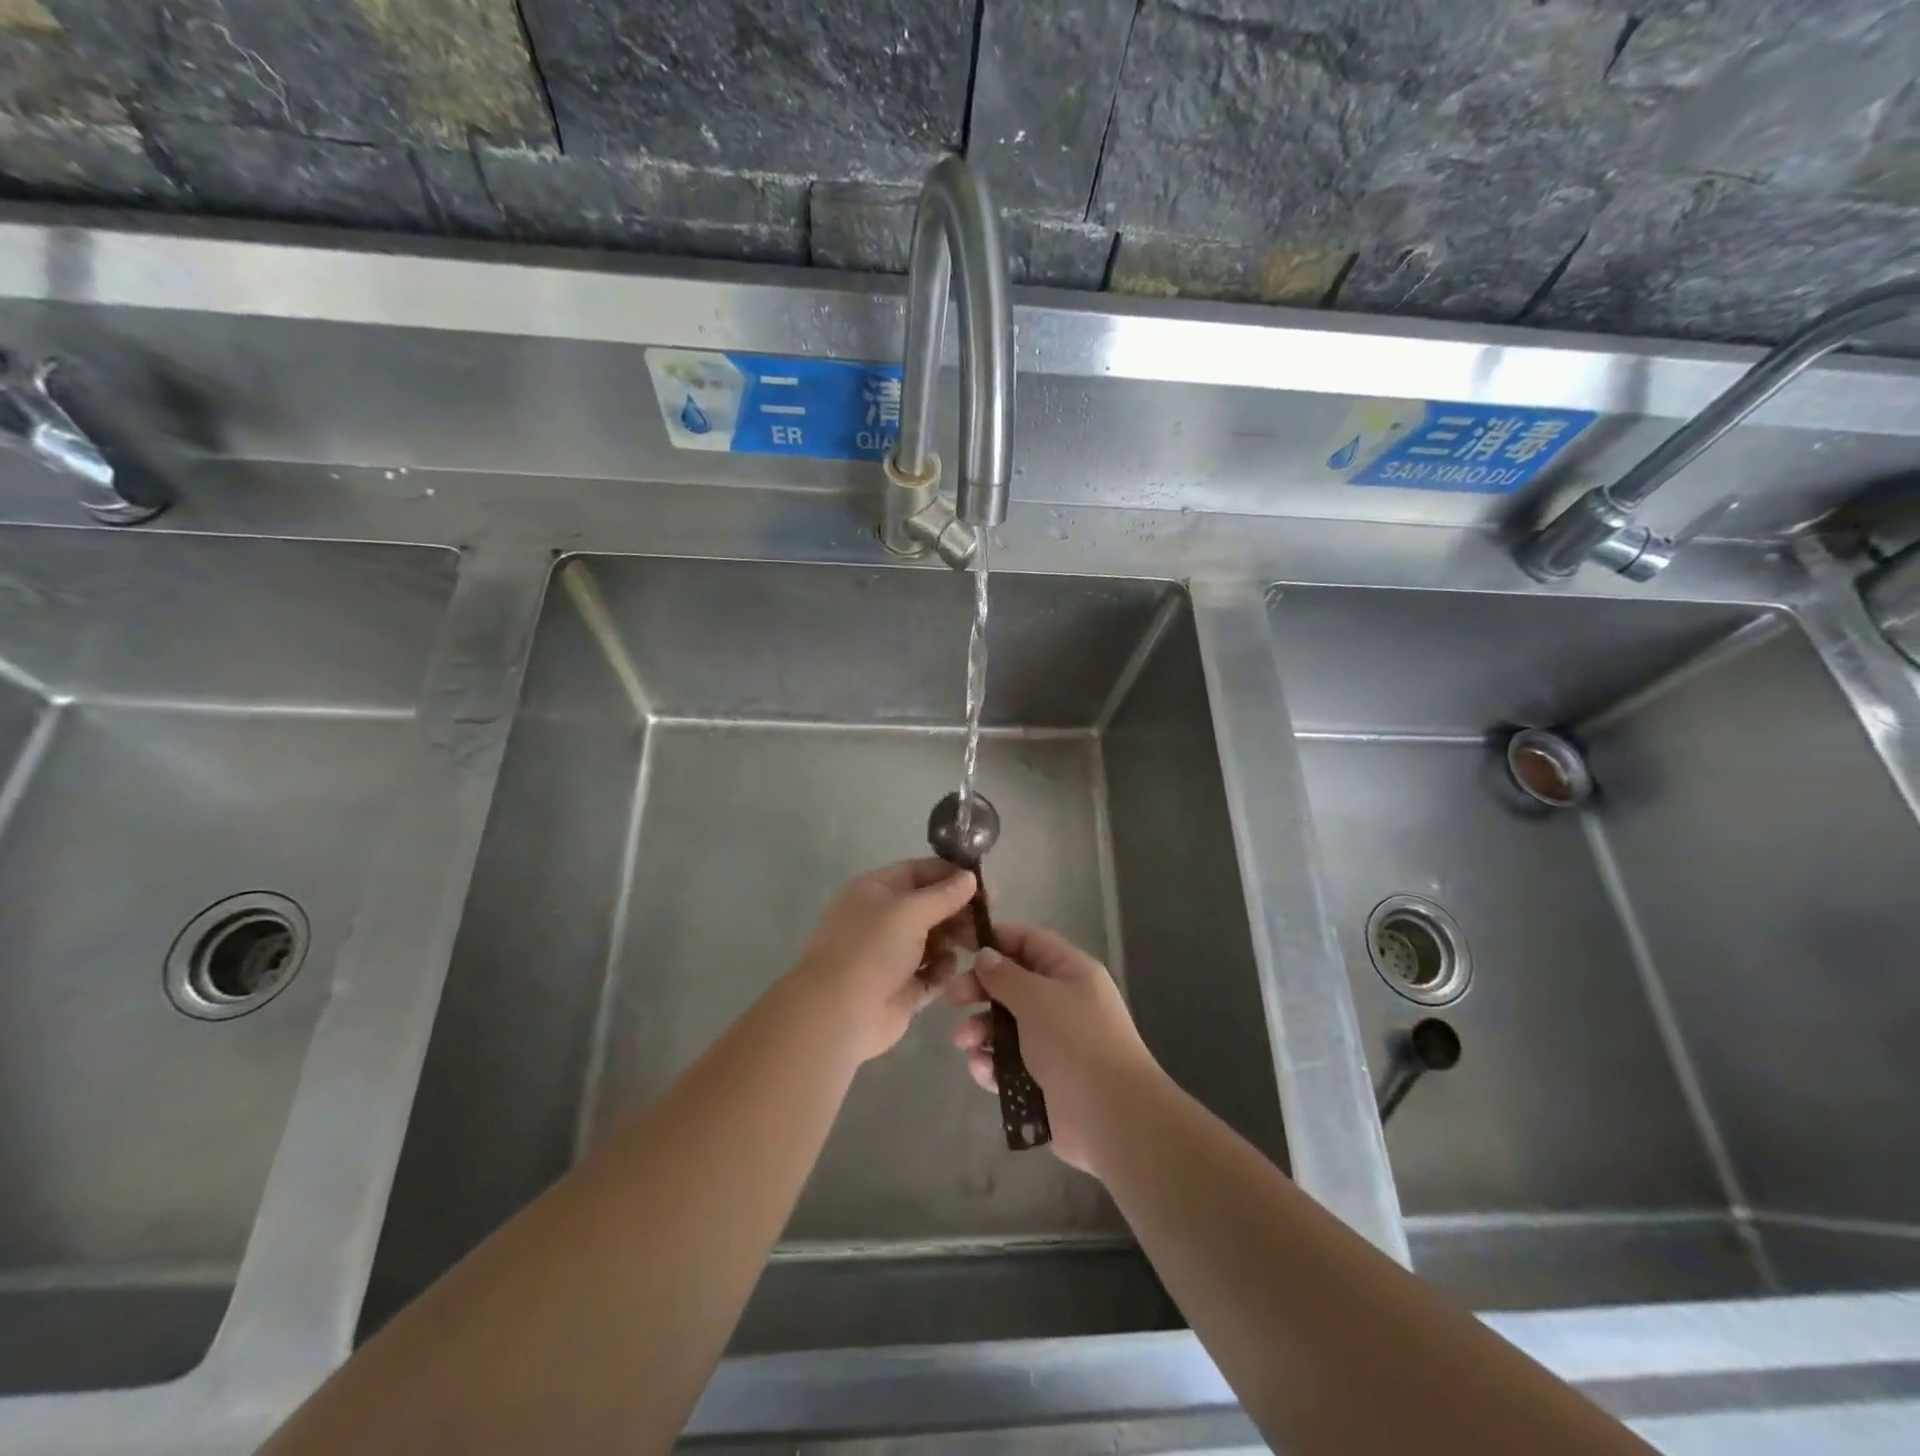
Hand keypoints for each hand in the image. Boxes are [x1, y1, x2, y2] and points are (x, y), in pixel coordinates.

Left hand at [789, 859, 977, 1064]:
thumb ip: (943, 894)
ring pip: (935, 939)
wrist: (839, 1013)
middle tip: (987, 918)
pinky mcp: (903, 988)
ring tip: (976, 944)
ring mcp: (892, 955)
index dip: (951, 875)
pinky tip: (949, 970)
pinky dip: (943, 970)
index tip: (985, 884)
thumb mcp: (909, 911)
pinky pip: (932, 972)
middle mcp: (884, 919)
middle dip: (958, 910)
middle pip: (930, 906)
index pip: (919, 872)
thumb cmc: (871, 949)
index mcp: (876, 891)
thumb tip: (970, 877)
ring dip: (955, 939)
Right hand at [946, 923, 1163, 1174]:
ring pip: (1007, 1026)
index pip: (1028, 942)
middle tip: (952, 998)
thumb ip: (1005, 975)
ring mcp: (1054, 1042)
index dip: (994, 940)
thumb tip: (986, 955)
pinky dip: (992, 1064)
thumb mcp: (1037, 998)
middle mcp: (1063, 1002)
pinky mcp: (1044, 1079)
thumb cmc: (1075, 1042)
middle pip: (1013, 984)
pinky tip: (981, 1070)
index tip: (960, 946)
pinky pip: (1009, 1063)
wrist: (1112, 1117)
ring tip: (964, 1042)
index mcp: (1070, 972)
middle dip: (980, 989)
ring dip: (981, 1030)